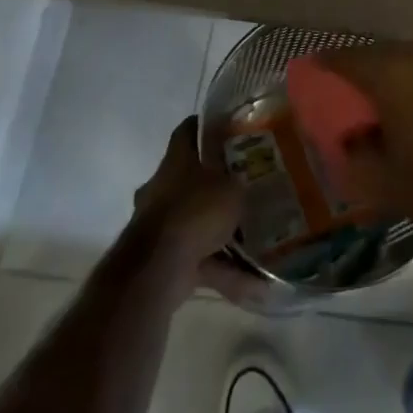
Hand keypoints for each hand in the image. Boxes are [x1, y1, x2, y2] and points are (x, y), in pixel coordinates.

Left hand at [129, 117, 243, 290]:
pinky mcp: (162, 259)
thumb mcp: (232, 188)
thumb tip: (249, 182)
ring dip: (221, 232)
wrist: (157, 268)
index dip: (206, 125)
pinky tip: (253, 286)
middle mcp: (162, 187)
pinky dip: (222, 270)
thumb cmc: (196, 211)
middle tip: (245, 184)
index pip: (188, 130)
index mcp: (176, 160)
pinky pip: (199, 259)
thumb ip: (241, 183)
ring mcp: (159, 224)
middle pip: (191, 177)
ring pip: (195, 221)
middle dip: (216, 183)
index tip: (228, 127)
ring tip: (256, 239)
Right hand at [318, 38, 412, 250]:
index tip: (317, 67)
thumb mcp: (381, 179)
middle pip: (385, 52)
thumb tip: (349, 134)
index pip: (349, 58)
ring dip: (405, 70)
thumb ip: (354, 150)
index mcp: (392, 74)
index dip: (329, 62)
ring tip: (401, 94)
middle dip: (369, 67)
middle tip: (360, 88)